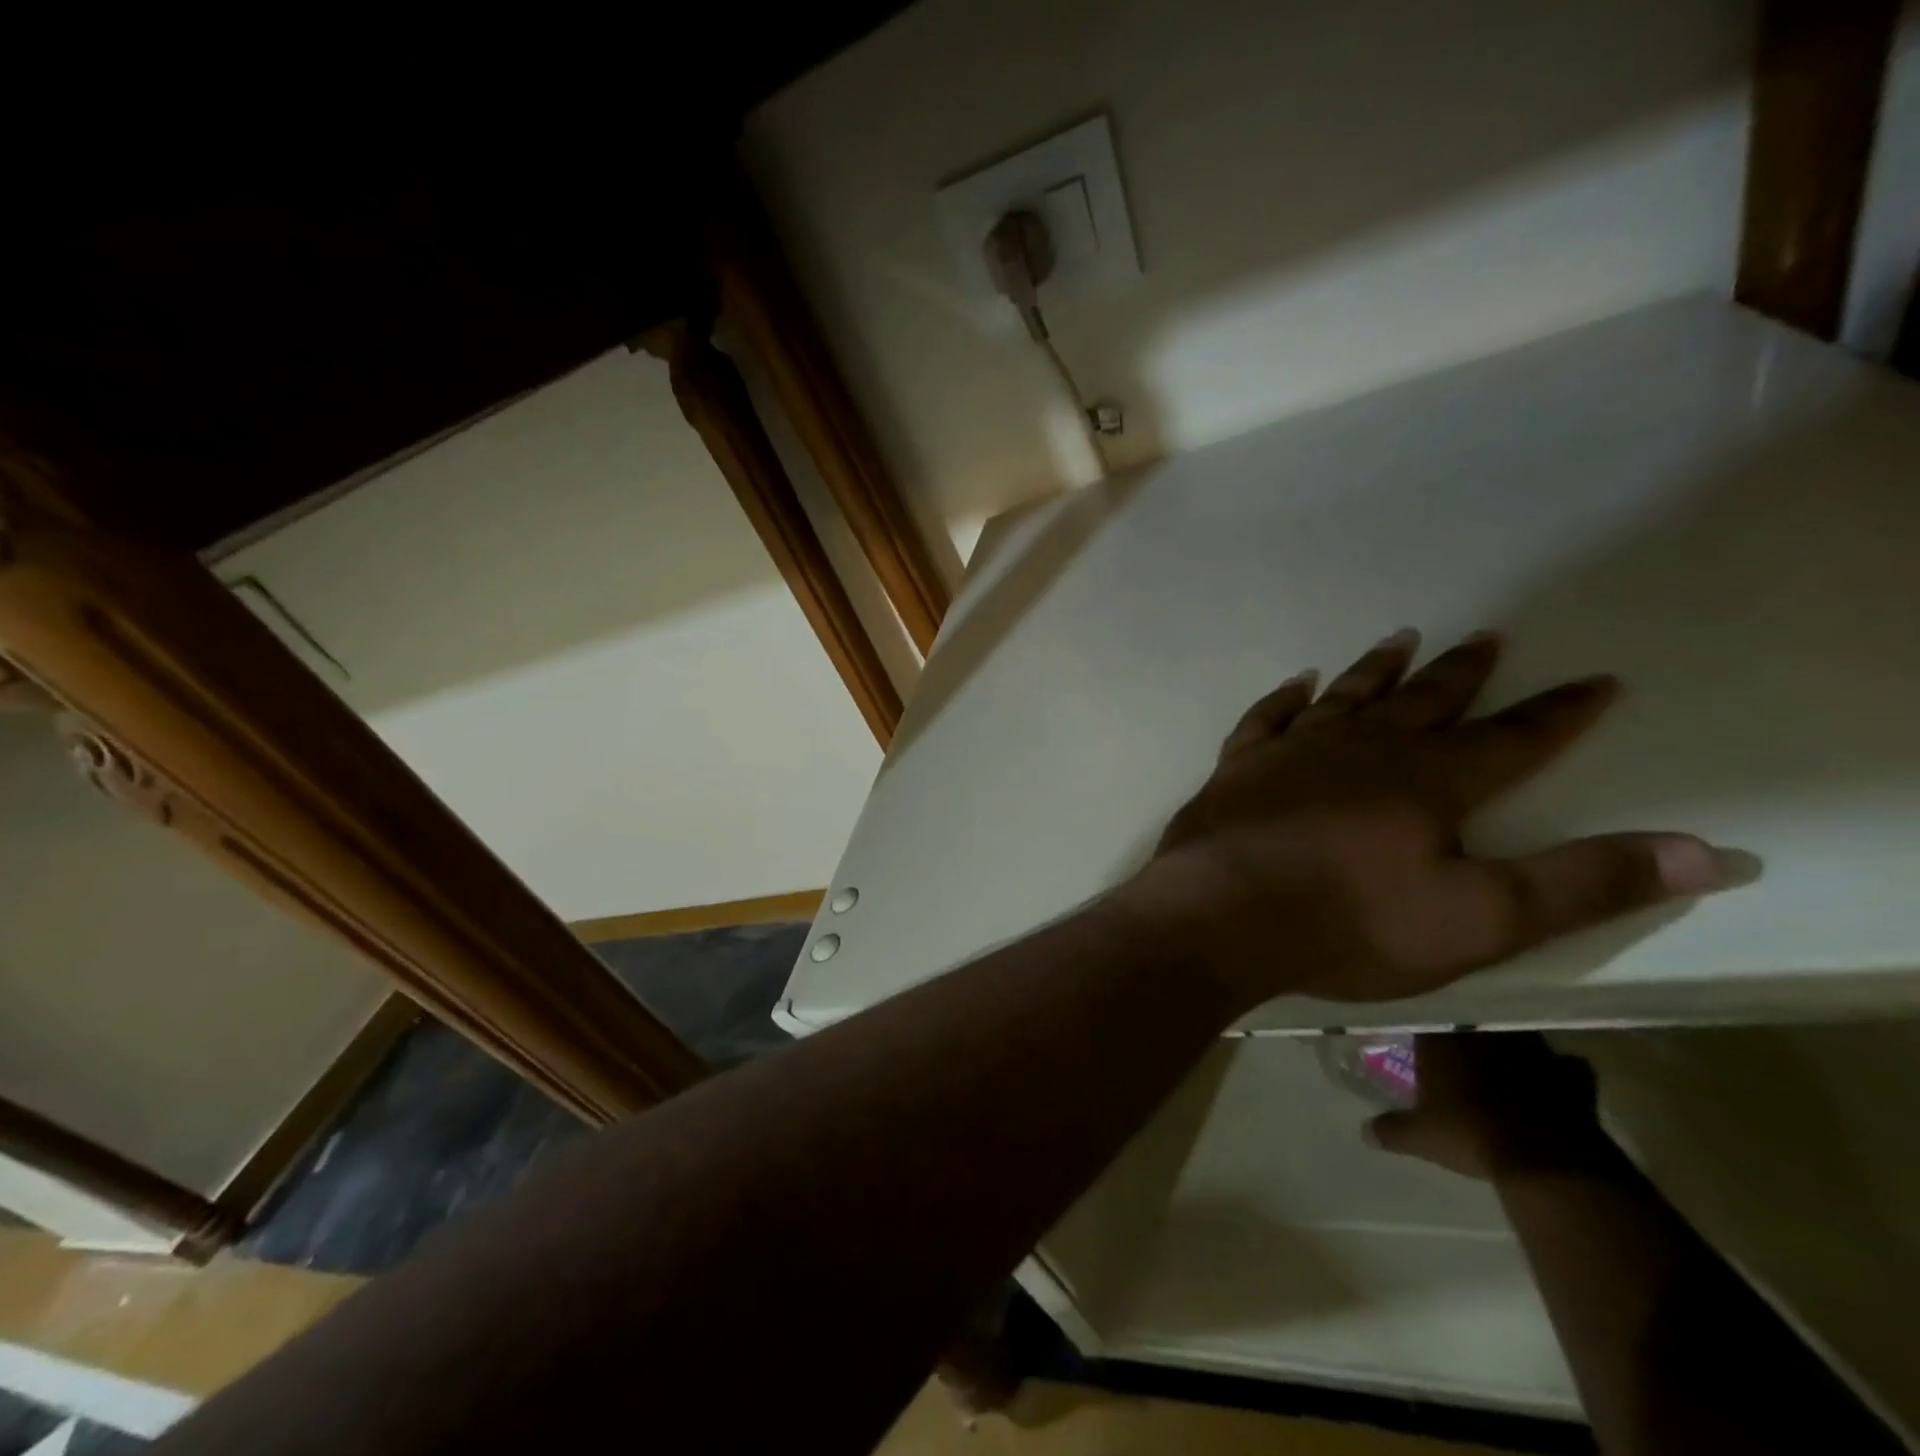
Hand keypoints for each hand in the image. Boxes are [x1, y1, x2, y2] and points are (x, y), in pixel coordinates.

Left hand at [1127, 630, 1739, 1009]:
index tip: (1599, 680)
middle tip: (1486, 637)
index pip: (1514, 738)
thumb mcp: (1480, 919)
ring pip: (1347, 697)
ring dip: (1377, 669)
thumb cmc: (1350, 923)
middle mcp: (1362, 750)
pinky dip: (1285, 698)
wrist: (1221, 914)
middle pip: (1424, 702)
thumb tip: (1709, 852)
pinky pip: (1266, 718)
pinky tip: (1297, 683)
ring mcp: (1292, 752)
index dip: (1560, 712)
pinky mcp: (1238, 767)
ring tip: (1403, 638)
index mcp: (1428, 782)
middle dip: (1461, 673)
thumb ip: (1585, 883)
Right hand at [1364, 1033, 1609, 1180]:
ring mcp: (1532, 1051)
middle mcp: (1484, 1035)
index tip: (1423, 1042)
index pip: (1427, 1020)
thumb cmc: (1469, 1134)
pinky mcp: (1571, 1076)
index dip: (1426, 1032)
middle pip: (1472, 1026)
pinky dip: (1562, 1073)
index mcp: (1442, 1039)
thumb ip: (1391, 1130)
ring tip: (1506, 1064)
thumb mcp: (1420, 1137)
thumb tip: (1364, 1132)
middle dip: (1469, 1037)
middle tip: (1464, 1053)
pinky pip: (1567, 1067)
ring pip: (1517, 1037)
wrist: (1543, 1158)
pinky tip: (1557, 1084)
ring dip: (1513, 1049)